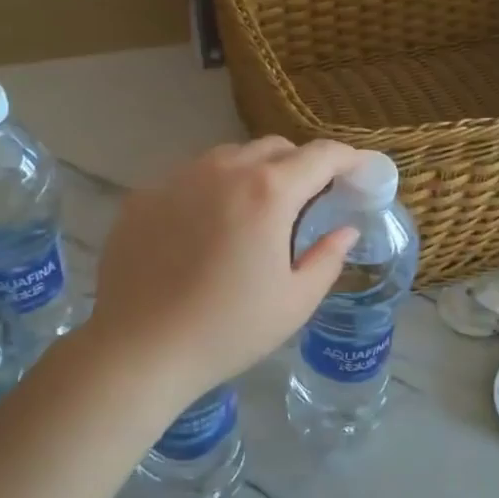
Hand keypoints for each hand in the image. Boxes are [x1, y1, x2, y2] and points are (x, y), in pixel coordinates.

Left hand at [85, 137, 363, 406]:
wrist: (138, 350)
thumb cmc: (229, 329)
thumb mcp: (295, 301)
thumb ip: (327, 257)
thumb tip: (344, 230)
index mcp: (269, 192)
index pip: (321, 155)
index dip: (348, 158)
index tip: (360, 170)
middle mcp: (224, 170)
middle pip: (275, 147)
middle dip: (300, 164)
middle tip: (308, 199)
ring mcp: (178, 177)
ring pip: (229, 156)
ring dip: (254, 172)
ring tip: (255, 212)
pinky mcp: (144, 195)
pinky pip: (191, 177)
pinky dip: (212, 190)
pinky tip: (204, 230)